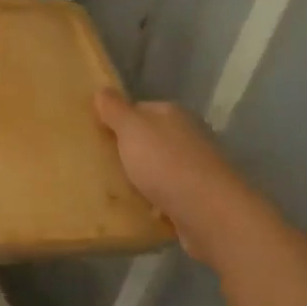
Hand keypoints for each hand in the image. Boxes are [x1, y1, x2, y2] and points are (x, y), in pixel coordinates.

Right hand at [94, 89, 274, 271]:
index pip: (140, 109)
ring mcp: (196, 168)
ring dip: (141, 178)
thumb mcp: (132, 129)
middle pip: (149, 139)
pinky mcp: (199, 198)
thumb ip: (115, 109)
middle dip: (128, 151)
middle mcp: (188, 136)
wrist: (210, 214)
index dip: (117, 120)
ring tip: (113, 190)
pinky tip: (138, 210)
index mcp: (173, 114)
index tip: (96, 136)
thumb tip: (102, 91)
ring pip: (158, 168)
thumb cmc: (166, 164)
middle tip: (99, 164)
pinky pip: (168, 195)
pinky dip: (154, 202)